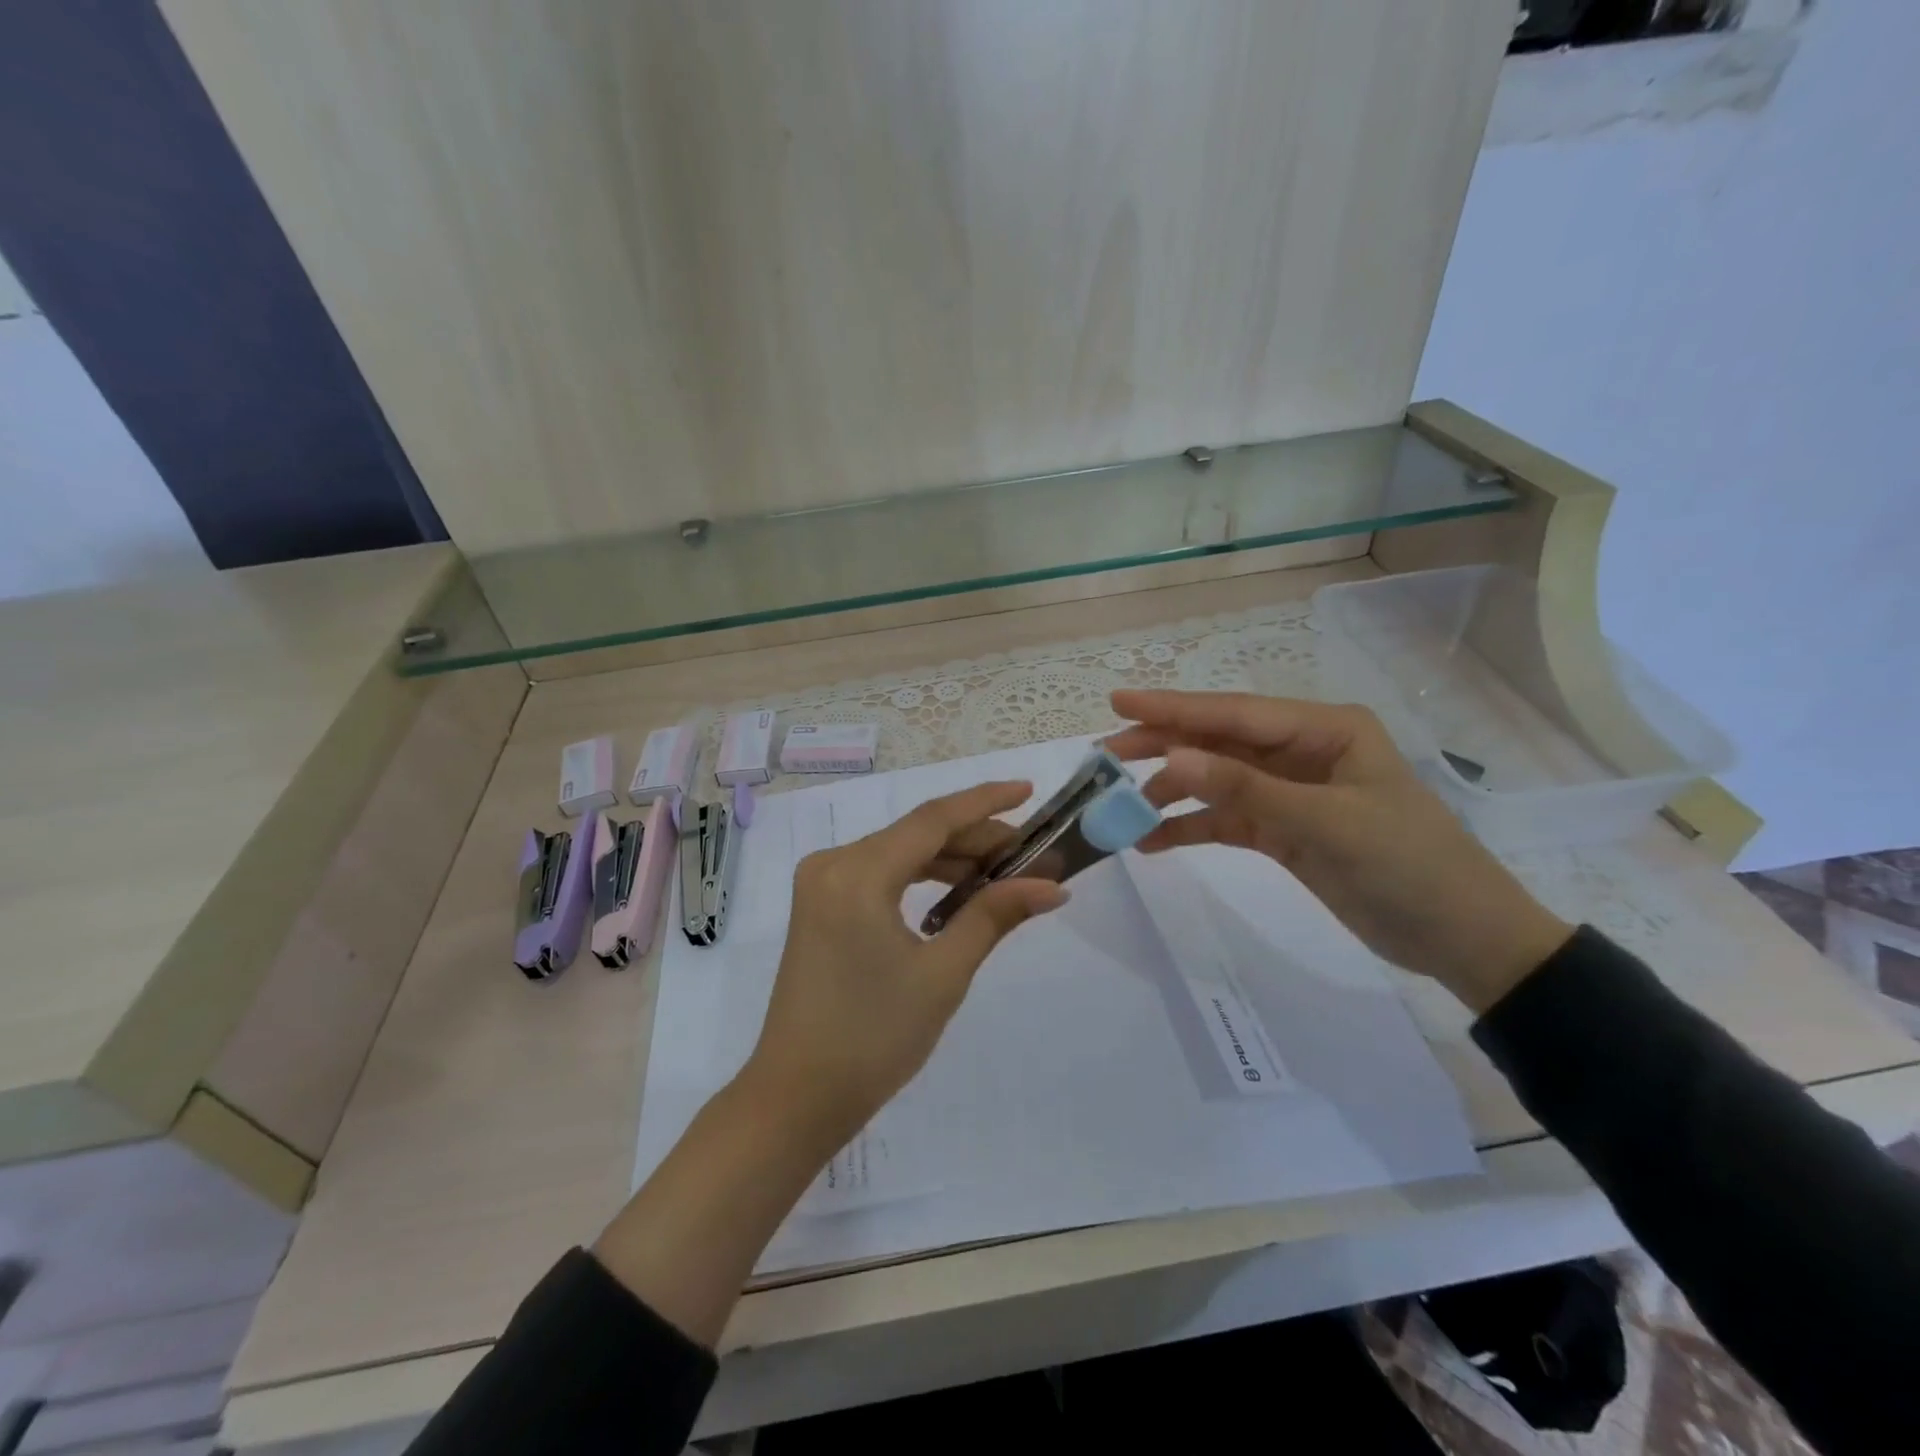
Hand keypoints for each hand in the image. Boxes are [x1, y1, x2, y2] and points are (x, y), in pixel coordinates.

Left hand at [744, 780, 1066, 1153]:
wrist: (798, 1097)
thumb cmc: (874, 1038)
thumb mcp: (943, 973)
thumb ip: (995, 916)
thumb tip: (1052, 886)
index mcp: (858, 872)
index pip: (933, 819)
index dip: (985, 802)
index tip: (1029, 790)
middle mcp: (833, 864)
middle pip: (917, 834)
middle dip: (976, 839)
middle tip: (1032, 854)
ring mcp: (822, 884)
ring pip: (900, 853)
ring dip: (951, 860)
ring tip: (1005, 874)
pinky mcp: (821, 906)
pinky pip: (880, 874)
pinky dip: (920, 878)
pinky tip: (958, 893)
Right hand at [1106, 690, 1571, 1012]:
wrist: (1461, 938)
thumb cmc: (1409, 866)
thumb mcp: (1326, 823)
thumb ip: (1246, 789)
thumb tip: (1172, 758)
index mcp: (1324, 730)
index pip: (1235, 713)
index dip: (1173, 708)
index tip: (1118, 702)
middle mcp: (1302, 752)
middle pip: (1219, 741)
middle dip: (1163, 745)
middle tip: (1106, 754)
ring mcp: (1290, 792)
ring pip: (1216, 780)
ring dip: (1172, 792)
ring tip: (1123, 809)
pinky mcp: (1283, 830)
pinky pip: (1226, 820)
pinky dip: (1191, 828)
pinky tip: (1153, 842)